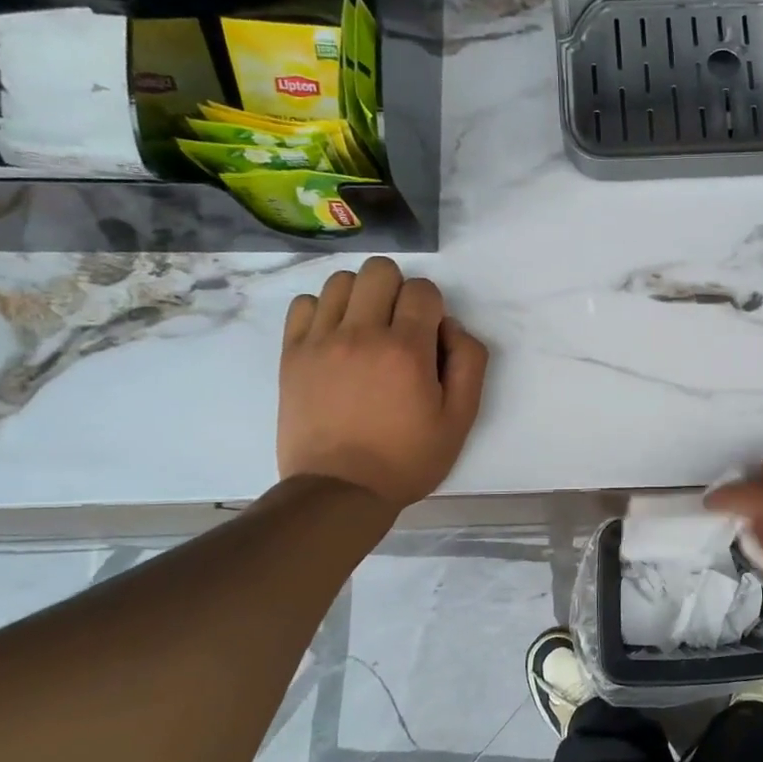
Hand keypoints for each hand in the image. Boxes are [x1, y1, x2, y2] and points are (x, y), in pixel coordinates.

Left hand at [278, 259, 488, 510]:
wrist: (341, 490)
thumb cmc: (408, 458)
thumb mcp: (460, 419)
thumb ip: (469, 362)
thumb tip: (450, 327)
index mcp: (407, 350)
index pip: (423, 290)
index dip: (433, 308)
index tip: (430, 338)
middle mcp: (361, 334)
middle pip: (380, 271)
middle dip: (399, 291)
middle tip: (400, 328)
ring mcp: (321, 341)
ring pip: (341, 280)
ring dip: (362, 296)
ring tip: (367, 330)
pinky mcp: (293, 354)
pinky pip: (305, 303)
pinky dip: (324, 311)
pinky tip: (336, 338)